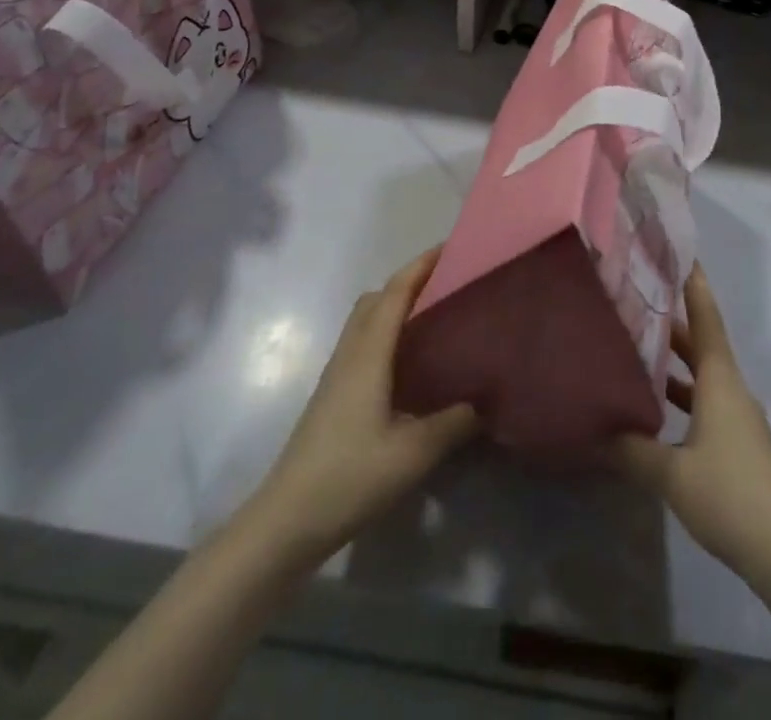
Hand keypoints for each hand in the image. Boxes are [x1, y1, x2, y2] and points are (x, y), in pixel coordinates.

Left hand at [241, 249, 477, 570]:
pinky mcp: (333, 395)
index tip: (451, 248)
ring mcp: (337, 375)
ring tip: (434, 317)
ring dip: (396, 306)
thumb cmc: (349, 476)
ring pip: (366, 321)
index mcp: (368, 353)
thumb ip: (454, 422)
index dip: (421, 266)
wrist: (285, 521)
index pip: (395, 293)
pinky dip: (387, 332)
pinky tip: (409, 362)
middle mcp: (350, 353)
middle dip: (409, 281)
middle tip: (448, 284)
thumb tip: (485, 401)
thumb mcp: (414, 453)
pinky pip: (363, 343)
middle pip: (376, 298)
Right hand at [610, 267, 770, 578]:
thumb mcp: (671, 473)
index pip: (706, 317)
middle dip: (673, 319)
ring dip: (675, 359)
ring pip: (702, 373)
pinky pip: (705, 399)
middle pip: (702, 342)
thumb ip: (632, 449)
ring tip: (637, 345)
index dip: (693, 284)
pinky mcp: (737, 442)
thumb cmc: (729, 494)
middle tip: (638, 297)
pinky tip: (655, 407)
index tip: (679, 252)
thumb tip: (594, 431)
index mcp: (720, 379)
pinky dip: (682, 392)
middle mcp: (730, 388)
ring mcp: (737, 416)